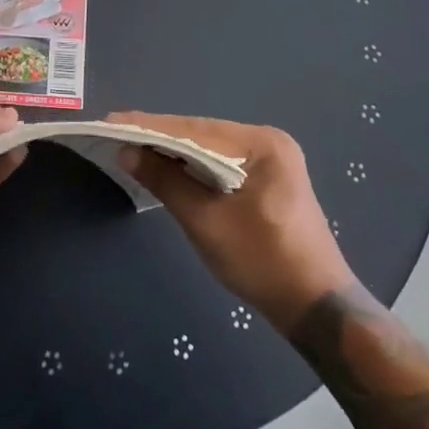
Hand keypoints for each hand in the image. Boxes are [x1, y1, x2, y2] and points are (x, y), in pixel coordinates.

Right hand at [113, 113, 351, 330]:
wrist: (317, 307)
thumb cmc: (262, 263)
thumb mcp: (206, 222)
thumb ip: (166, 181)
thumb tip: (127, 151)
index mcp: (261, 144)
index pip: (194, 129)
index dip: (149, 127)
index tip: (111, 120)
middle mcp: (267, 141)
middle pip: (201, 133)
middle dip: (158, 135)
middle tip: (115, 131)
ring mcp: (271, 158)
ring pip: (209, 146)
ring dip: (173, 149)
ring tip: (131, 144)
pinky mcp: (267, 177)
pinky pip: (220, 160)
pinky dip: (192, 163)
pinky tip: (167, 164)